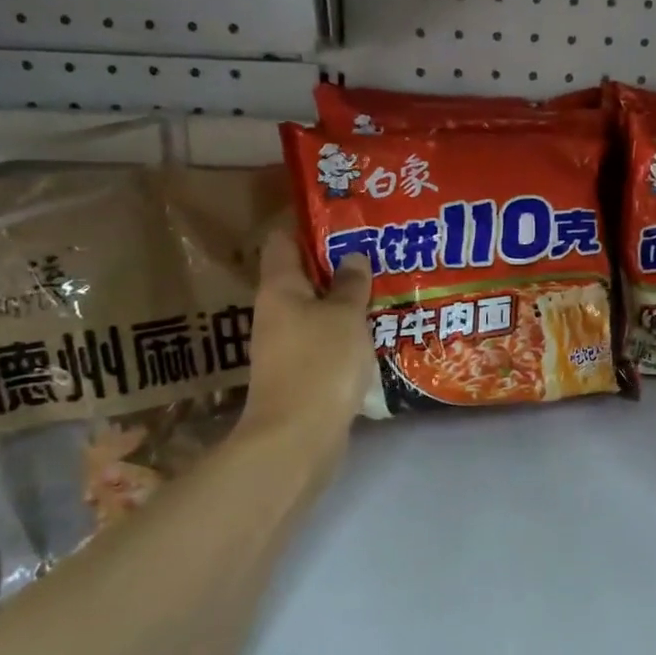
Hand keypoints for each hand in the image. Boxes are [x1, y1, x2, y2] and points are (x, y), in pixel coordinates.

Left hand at [240, 225, 373, 441]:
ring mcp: (284, 345)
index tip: (340, 216)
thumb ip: (351, 285)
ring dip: (342, 299)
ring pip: (314, 309)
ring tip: (380, 287)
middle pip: (300, 275)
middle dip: (334, 263)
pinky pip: (322, 339)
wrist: (296, 438)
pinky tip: (372, 330)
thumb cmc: (319, 363)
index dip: (306, 224)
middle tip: (373, 250)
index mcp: (279, 289)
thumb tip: (353, 257)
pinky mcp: (299, 372)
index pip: (282, 241)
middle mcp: (275, 312)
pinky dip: (343, 331)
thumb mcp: (344, 317)